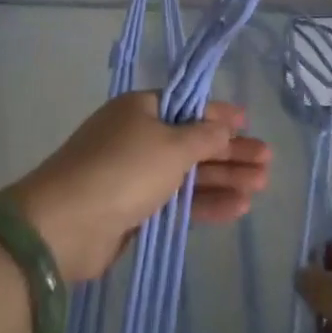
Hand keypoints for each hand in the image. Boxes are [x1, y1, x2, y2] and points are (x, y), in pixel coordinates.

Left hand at [5, 93, 270, 283]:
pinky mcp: (134, 211)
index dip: (220, 113)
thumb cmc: (123, 169)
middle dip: (231, 151)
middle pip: (194, 141)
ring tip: (261, 185)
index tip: (249, 121)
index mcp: (142, 109)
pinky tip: (237, 207)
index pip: (189, 106)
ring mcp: (136, 175)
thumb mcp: (172, 145)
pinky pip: (178, 201)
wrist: (64, 226)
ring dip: (225, 178)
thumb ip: (205, 137)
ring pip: (189, 173)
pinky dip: (206, 202)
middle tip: (267, 162)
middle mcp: (139, 137)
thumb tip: (224, 125)